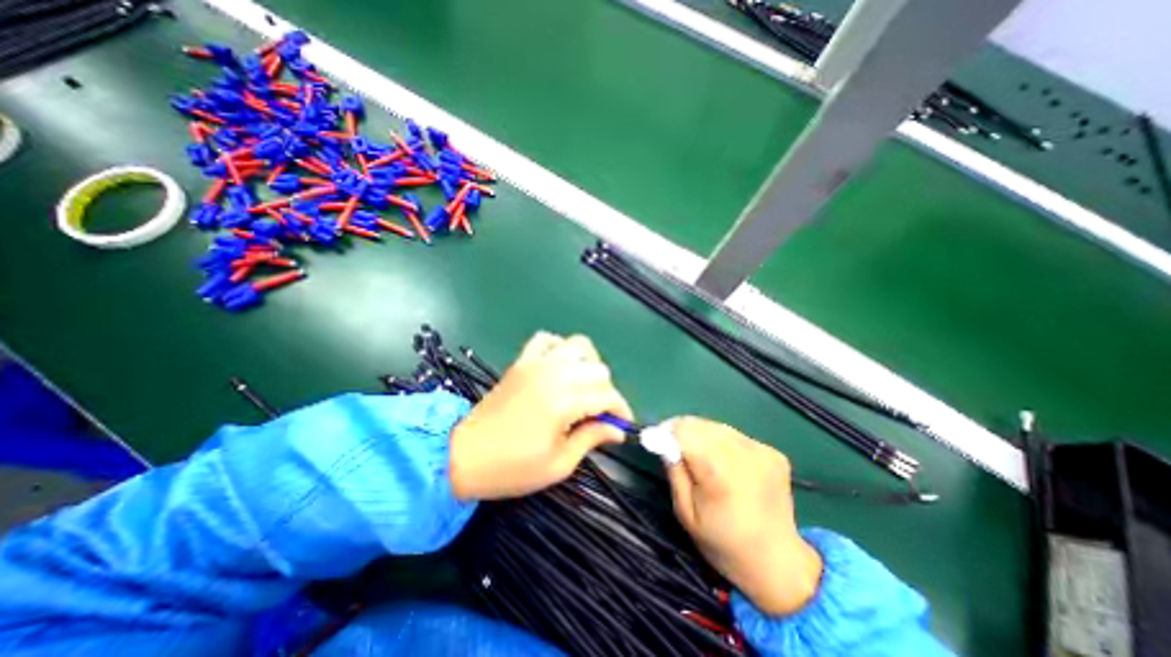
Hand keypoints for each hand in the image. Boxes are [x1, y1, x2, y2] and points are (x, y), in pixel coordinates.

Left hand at [446, 332, 629, 499]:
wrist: (464, 455)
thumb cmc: (512, 467)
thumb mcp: (558, 464)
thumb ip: (591, 439)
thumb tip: (617, 430)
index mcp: (564, 401)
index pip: (607, 396)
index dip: (620, 410)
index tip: (622, 424)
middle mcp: (553, 374)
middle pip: (598, 369)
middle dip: (606, 391)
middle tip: (599, 413)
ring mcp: (536, 363)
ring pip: (578, 346)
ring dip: (589, 364)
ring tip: (584, 386)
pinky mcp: (522, 361)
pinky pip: (546, 339)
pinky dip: (559, 347)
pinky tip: (560, 366)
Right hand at [668, 415, 820, 614]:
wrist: (777, 563)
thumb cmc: (722, 542)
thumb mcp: (685, 513)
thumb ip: (674, 471)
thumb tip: (663, 441)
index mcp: (720, 472)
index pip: (685, 432)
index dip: (666, 431)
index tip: (655, 439)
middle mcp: (743, 454)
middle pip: (701, 424)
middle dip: (682, 431)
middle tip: (673, 446)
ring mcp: (762, 451)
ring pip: (717, 426)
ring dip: (701, 434)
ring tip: (698, 454)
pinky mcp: (773, 452)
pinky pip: (735, 435)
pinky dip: (722, 441)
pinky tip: (723, 462)